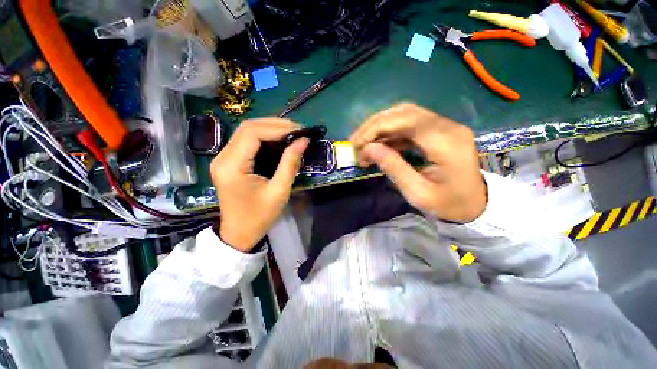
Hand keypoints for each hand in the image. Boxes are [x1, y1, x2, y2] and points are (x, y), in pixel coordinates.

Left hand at [211, 119, 308, 251]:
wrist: (239, 233)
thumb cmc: (259, 217)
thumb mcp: (279, 191)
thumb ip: (290, 164)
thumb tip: (303, 141)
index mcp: (232, 166)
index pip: (252, 134)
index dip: (277, 129)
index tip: (299, 132)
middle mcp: (222, 157)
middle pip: (248, 128)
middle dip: (275, 125)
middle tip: (298, 130)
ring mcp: (223, 158)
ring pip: (247, 131)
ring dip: (271, 129)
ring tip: (292, 133)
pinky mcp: (229, 161)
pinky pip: (247, 141)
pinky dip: (265, 137)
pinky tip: (280, 141)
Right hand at [350, 103, 486, 222]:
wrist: (477, 204)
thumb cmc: (448, 204)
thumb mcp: (417, 192)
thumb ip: (393, 167)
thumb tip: (367, 148)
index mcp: (445, 142)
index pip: (404, 121)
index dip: (375, 129)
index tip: (356, 145)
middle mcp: (447, 126)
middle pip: (403, 112)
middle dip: (373, 125)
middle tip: (355, 142)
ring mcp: (445, 125)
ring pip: (405, 114)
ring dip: (380, 126)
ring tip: (364, 143)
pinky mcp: (440, 130)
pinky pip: (410, 123)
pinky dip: (390, 132)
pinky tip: (380, 144)